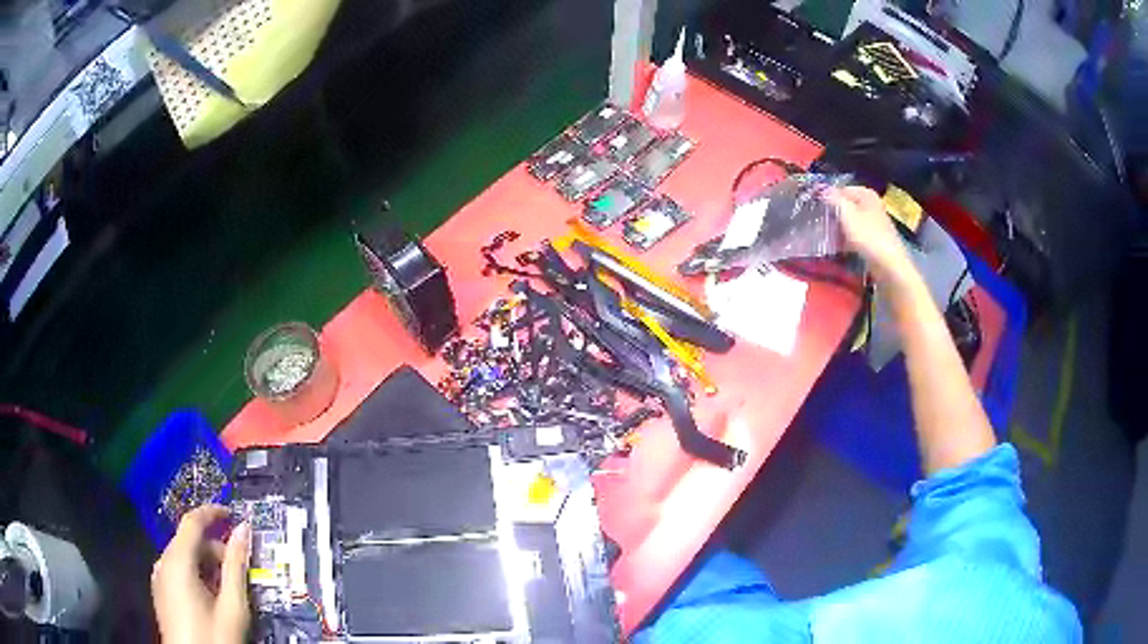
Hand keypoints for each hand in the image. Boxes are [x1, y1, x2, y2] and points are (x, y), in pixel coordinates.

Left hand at [152, 505, 250, 643]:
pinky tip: (211, 599)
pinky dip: (196, 576)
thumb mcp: (232, 606)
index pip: (192, 522)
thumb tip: (243, 531)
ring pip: (184, 558)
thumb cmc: (214, 637)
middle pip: (189, 541)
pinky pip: (177, 571)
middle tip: (240, 570)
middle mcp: (163, 563)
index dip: (213, 513)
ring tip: (228, 590)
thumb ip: (236, 566)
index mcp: (177, 561)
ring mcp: (159, 578)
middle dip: (216, 550)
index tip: (233, 514)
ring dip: (207, 565)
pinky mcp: (160, 593)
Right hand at [829, 186, 913, 284]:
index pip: (840, 190)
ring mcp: (875, 223)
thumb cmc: (867, 236)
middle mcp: (872, 204)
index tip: (816, 209)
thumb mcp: (846, 213)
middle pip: (846, 206)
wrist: (889, 265)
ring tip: (827, 238)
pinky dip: (847, 240)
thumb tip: (821, 189)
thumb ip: (833, 198)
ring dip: (839, 229)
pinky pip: (857, 235)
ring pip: (851, 222)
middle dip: (833, 215)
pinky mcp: (875, 239)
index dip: (827, 198)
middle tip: (820, 224)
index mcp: (866, 194)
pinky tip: (839, 248)